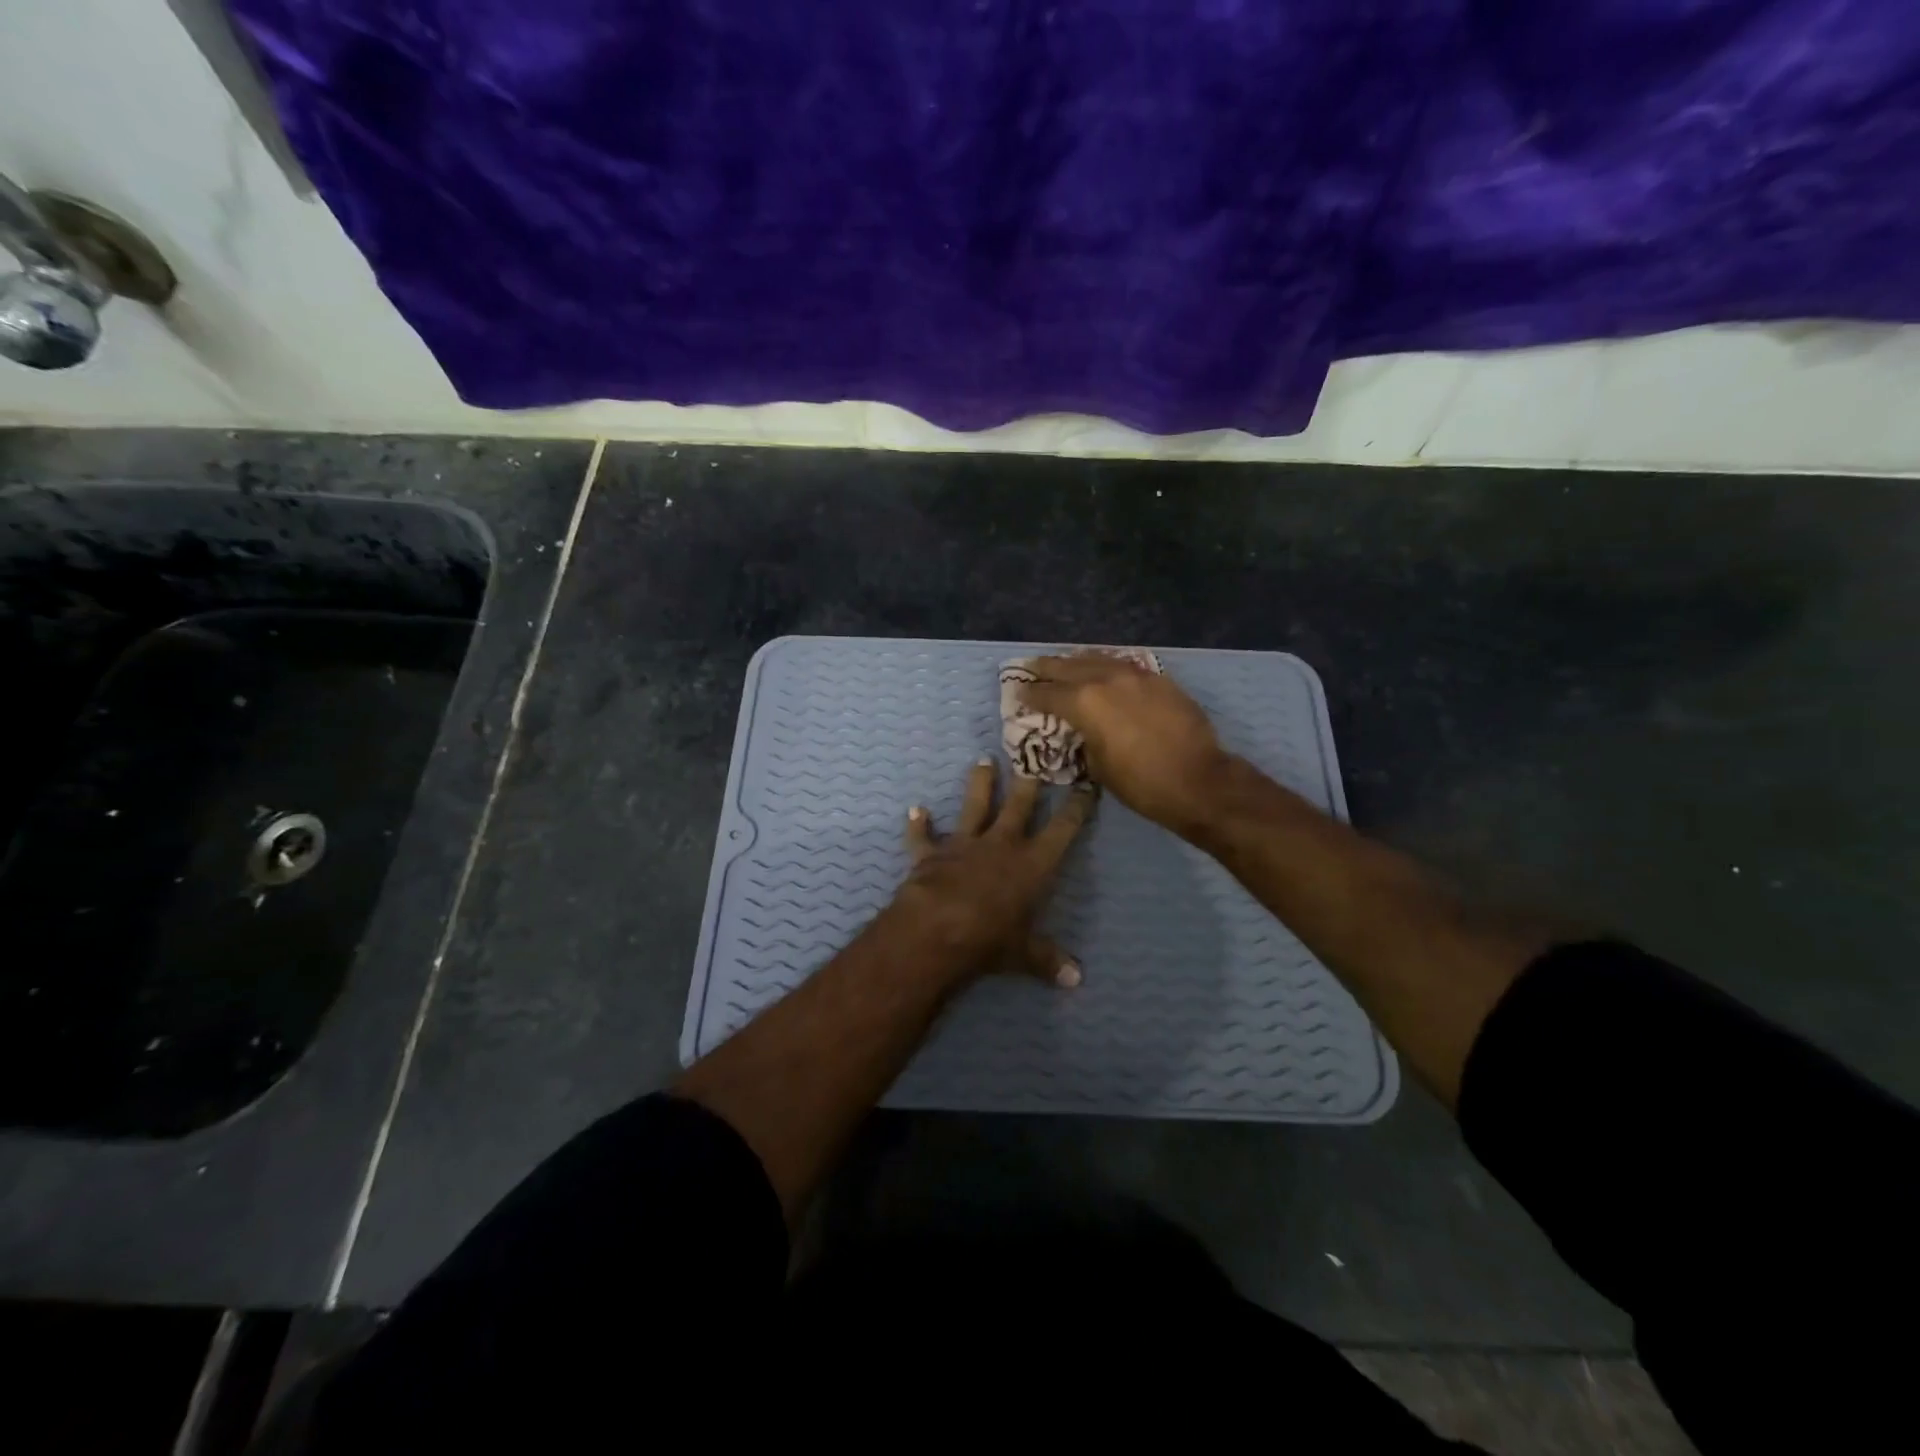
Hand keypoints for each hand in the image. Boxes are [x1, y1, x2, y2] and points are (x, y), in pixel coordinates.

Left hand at [886, 758, 1094, 987]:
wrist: (936, 929)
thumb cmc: (990, 939)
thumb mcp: (1024, 954)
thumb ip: (1048, 960)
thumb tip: (1077, 979)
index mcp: (1032, 864)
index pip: (1063, 829)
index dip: (1077, 807)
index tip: (1087, 785)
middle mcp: (1001, 844)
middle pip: (1018, 805)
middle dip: (1029, 782)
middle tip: (1034, 757)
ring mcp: (964, 844)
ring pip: (974, 806)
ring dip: (979, 784)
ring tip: (982, 760)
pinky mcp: (931, 853)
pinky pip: (923, 836)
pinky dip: (918, 825)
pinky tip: (915, 811)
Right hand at [1018, 654, 1232, 834]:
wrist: (1198, 780)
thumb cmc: (1141, 783)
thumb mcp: (1098, 766)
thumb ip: (1084, 739)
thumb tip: (1082, 730)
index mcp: (1085, 702)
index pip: (1047, 694)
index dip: (1029, 695)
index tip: (1018, 694)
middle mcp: (1106, 679)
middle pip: (1068, 666)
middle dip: (1047, 668)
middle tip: (1031, 668)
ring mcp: (1136, 675)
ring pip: (1098, 658)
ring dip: (1077, 661)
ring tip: (1064, 662)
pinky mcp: (1159, 679)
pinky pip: (1124, 665)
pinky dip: (1106, 665)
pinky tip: (1102, 668)